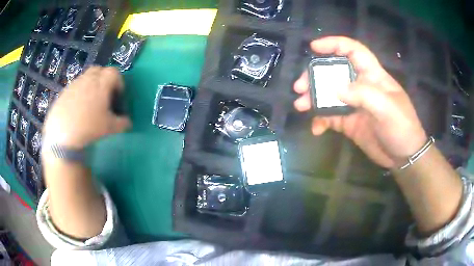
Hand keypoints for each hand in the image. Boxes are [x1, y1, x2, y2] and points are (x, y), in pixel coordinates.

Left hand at [43, 66, 130, 148]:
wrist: (62, 134)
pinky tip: (77, 109)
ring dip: (90, 86)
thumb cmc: (89, 127)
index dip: (119, 82)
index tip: (118, 96)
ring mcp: (74, 84)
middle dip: (104, 78)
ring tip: (89, 103)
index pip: (114, 72)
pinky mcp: (64, 92)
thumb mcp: (110, 128)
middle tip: (104, 95)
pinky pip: (74, 87)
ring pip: (85, 78)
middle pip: (99, 70)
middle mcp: (88, 78)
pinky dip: (78, 93)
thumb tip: (128, 122)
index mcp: (102, 83)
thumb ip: (122, 123)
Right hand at [294, 37, 426, 168]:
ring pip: (328, 94)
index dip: (335, 44)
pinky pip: (330, 116)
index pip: (353, 51)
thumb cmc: (402, 127)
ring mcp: (354, 104)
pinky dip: (321, 120)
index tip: (314, 47)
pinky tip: (316, 129)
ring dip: (313, 98)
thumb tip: (335, 88)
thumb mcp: (387, 108)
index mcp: (372, 75)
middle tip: (300, 87)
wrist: (403, 157)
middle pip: (334, 72)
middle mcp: (361, 86)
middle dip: (315, 76)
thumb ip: (363, 94)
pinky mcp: (349, 122)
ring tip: (301, 106)